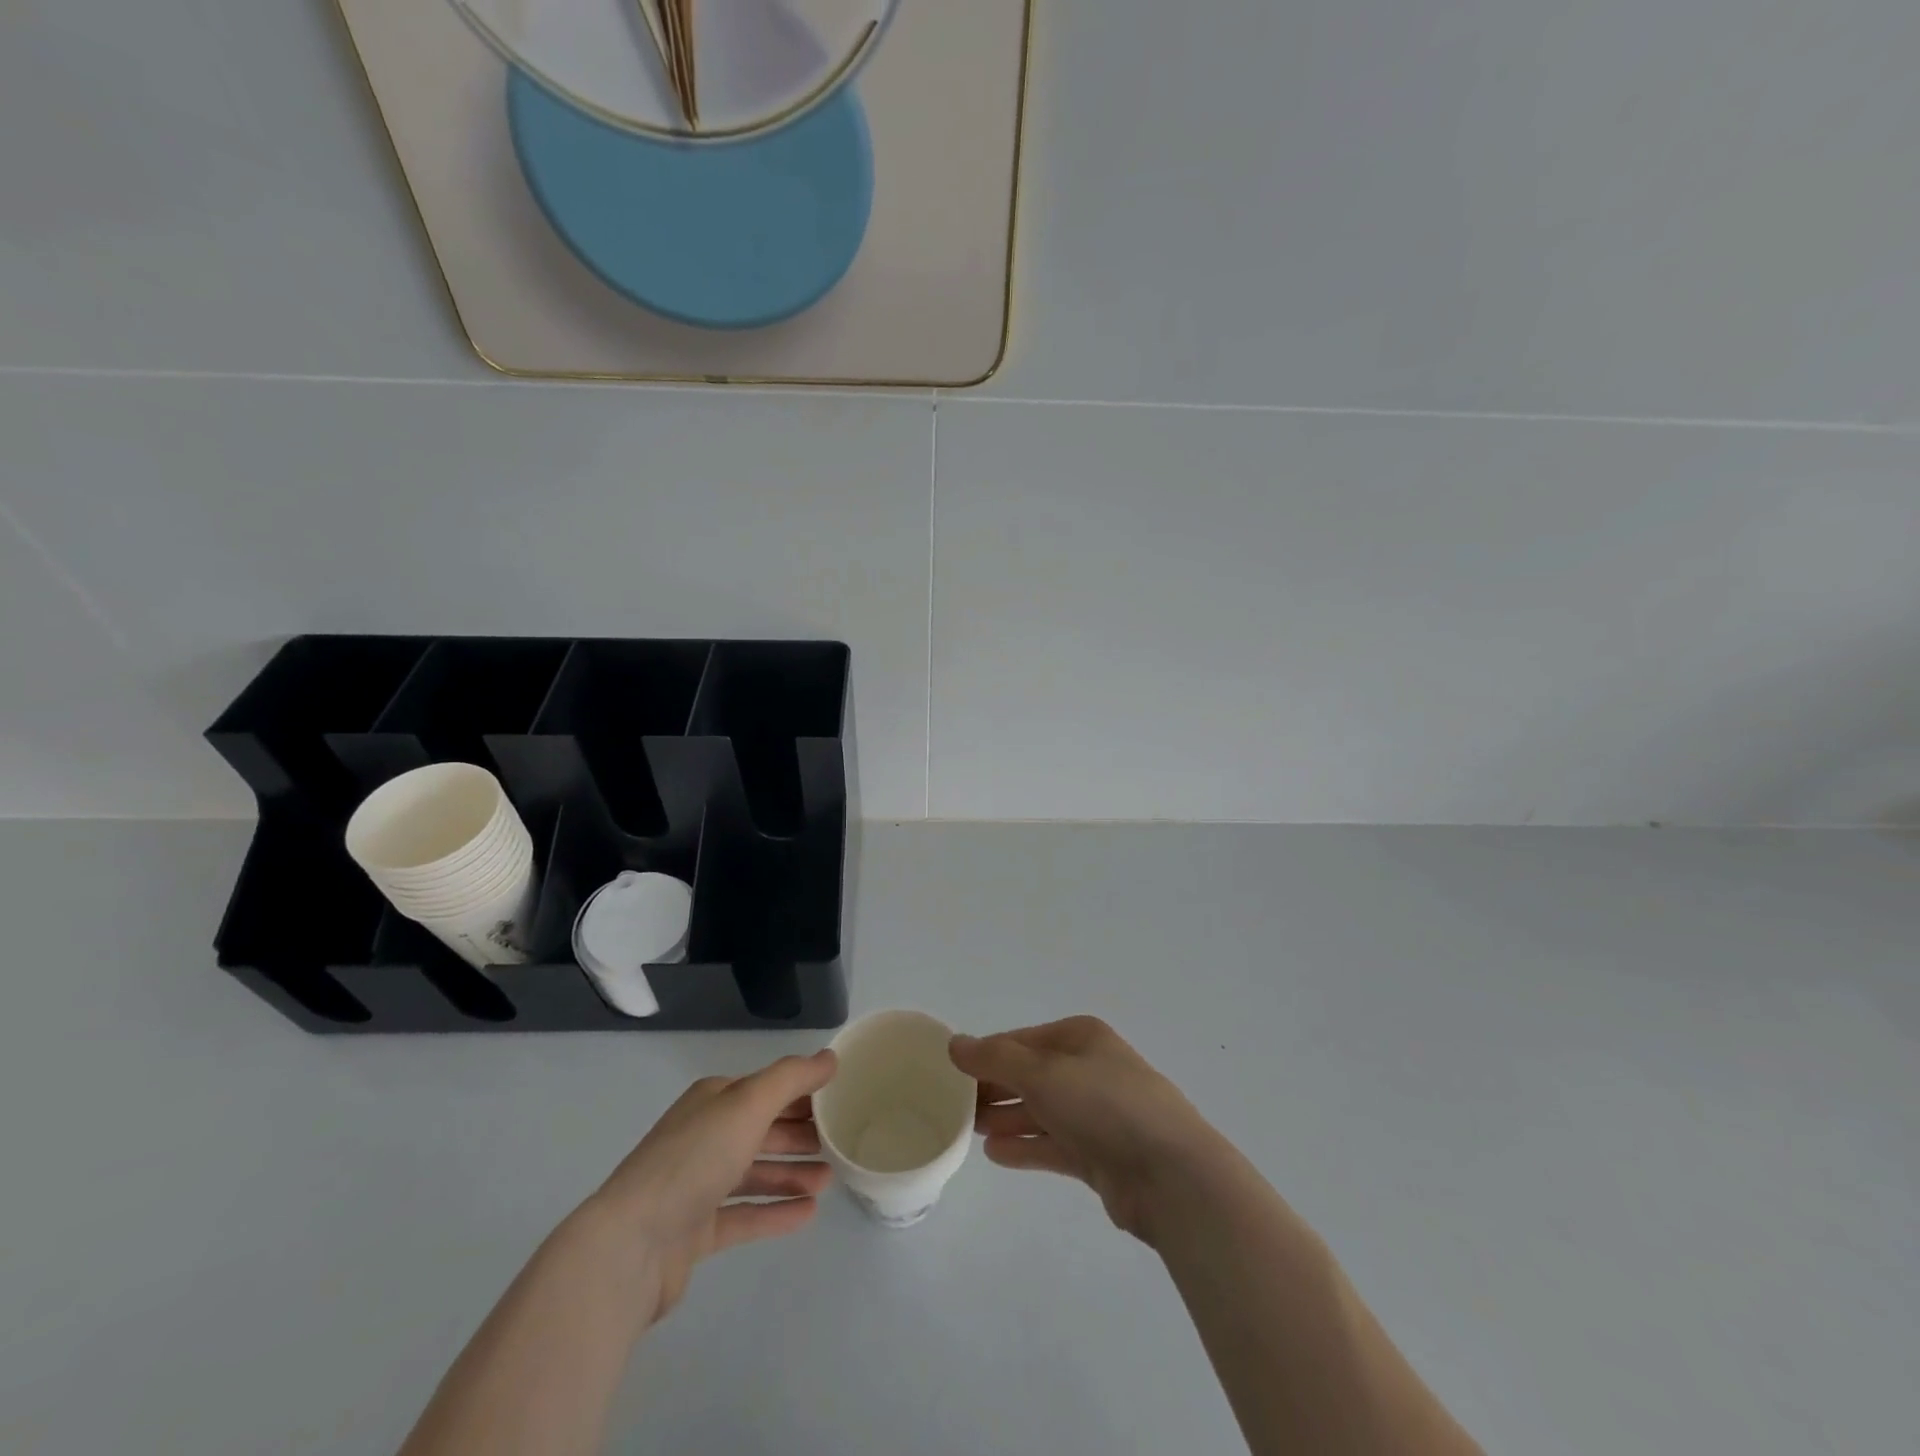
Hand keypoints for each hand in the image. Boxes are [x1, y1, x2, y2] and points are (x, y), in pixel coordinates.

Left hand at [589, 1050, 836, 1326]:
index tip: (839, 1102)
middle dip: (799, 1134)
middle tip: (839, 1142)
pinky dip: (775, 1211)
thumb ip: (792, 1078)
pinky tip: (808, 1214)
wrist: (630, 1245)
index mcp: (713, 1100)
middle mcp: (704, 1136)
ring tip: (829, 1180)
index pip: (766, 1090)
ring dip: (792, 1173)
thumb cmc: (694, 1160)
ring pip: (755, 1173)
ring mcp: (697, 1185)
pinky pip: (744, 1214)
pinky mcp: (695, 1231)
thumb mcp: (748, 1103)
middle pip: (761, 1130)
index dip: (802, 1094)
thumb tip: (830, 1057)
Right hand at [950, 1017, 1220, 1243]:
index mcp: (1080, 1037)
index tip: (951, 1075)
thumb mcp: (1043, 1072)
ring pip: (1041, 1110)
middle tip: (955, 1108)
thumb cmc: (1104, 1105)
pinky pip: (1054, 1144)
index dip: (986, 1055)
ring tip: (971, 1131)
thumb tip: (954, 1043)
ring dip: (1007, 1118)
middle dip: (995, 1088)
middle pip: (1031, 1075)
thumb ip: (995, 1059)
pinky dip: (1026, 1146)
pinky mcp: (1101, 1155)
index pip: (1021, 1041)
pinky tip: (996, 1154)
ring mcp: (1097, 1113)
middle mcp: (1089, 1069)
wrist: (1170, 1175)